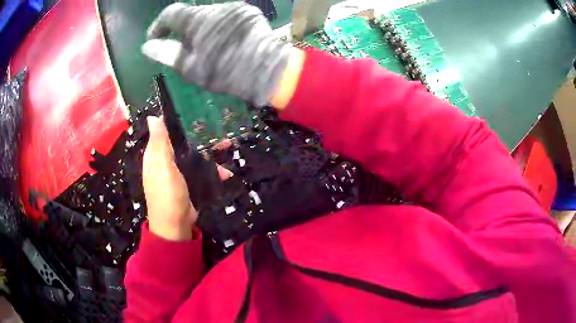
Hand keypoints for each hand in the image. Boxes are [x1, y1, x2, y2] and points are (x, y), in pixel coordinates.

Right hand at [142, 2, 290, 106]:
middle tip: (182, 51)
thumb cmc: (226, 71)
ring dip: (201, 30)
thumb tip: (147, 46)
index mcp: (198, 19)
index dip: (157, 26)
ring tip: (206, 50)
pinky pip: (226, 18)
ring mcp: (235, 8)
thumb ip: (167, 54)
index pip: (170, 13)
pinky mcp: (249, 13)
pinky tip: (224, 42)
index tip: (153, 40)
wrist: (269, 69)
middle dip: (181, 32)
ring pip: (209, 17)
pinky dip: (218, 28)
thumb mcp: (191, 67)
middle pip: (190, 16)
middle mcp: (216, 7)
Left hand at [143, 117, 232, 240]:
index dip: (176, 118)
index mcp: (156, 154)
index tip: (193, 106)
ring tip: (229, 144)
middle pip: (182, 141)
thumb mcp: (163, 167)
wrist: (176, 226)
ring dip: (210, 152)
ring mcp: (178, 171)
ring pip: (194, 154)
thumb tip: (153, 116)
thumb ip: (160, 143)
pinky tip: (226, 173)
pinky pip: (201, 170)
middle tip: (217, 124)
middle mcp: (166, 160)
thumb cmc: (167, 195)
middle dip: (200, 134)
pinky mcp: (189, 181)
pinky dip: (212, 171)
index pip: (164, 130)